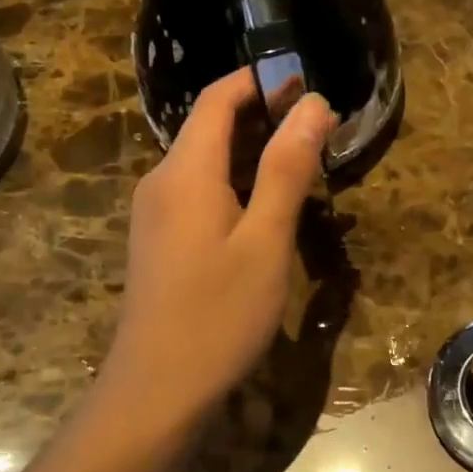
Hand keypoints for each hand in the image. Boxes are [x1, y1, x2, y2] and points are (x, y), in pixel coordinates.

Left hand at [101, 70, 334, 423]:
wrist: (155, 392)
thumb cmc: (218, 314)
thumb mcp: (265, 240)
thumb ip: (287, 169)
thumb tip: (313, 103)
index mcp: (184, 171)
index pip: (217, 99)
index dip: (259, 80)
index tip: (305, 79)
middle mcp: (161, 182)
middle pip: (209, 126)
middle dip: (261, 113)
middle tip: (317, 124)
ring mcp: (155, 213)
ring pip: (205, 161)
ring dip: (251, 150)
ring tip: (302, 160)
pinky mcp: (159, 241)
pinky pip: (198, 191)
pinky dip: (235, 182)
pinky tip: (266, 206)